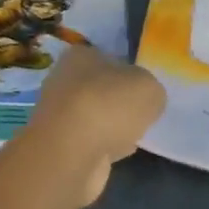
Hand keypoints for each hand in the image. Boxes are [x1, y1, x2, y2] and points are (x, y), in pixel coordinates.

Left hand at [25, 46, 166, 203]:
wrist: (72, 152)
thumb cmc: (109, 105)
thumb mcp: (149, 88)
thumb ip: (150, 89)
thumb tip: (145, 100)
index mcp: (79, 55)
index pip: (108, 59)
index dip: (129, 73)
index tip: (144, 90)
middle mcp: (62, 81)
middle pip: (99, 89)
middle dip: (118, 102)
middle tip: (141, 114)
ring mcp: (58, 115)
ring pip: (94, 116)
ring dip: (110, 126)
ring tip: (133, 135)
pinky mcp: (59, 145)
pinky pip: (90, 141)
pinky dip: (103, 146)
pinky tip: (118, 153)